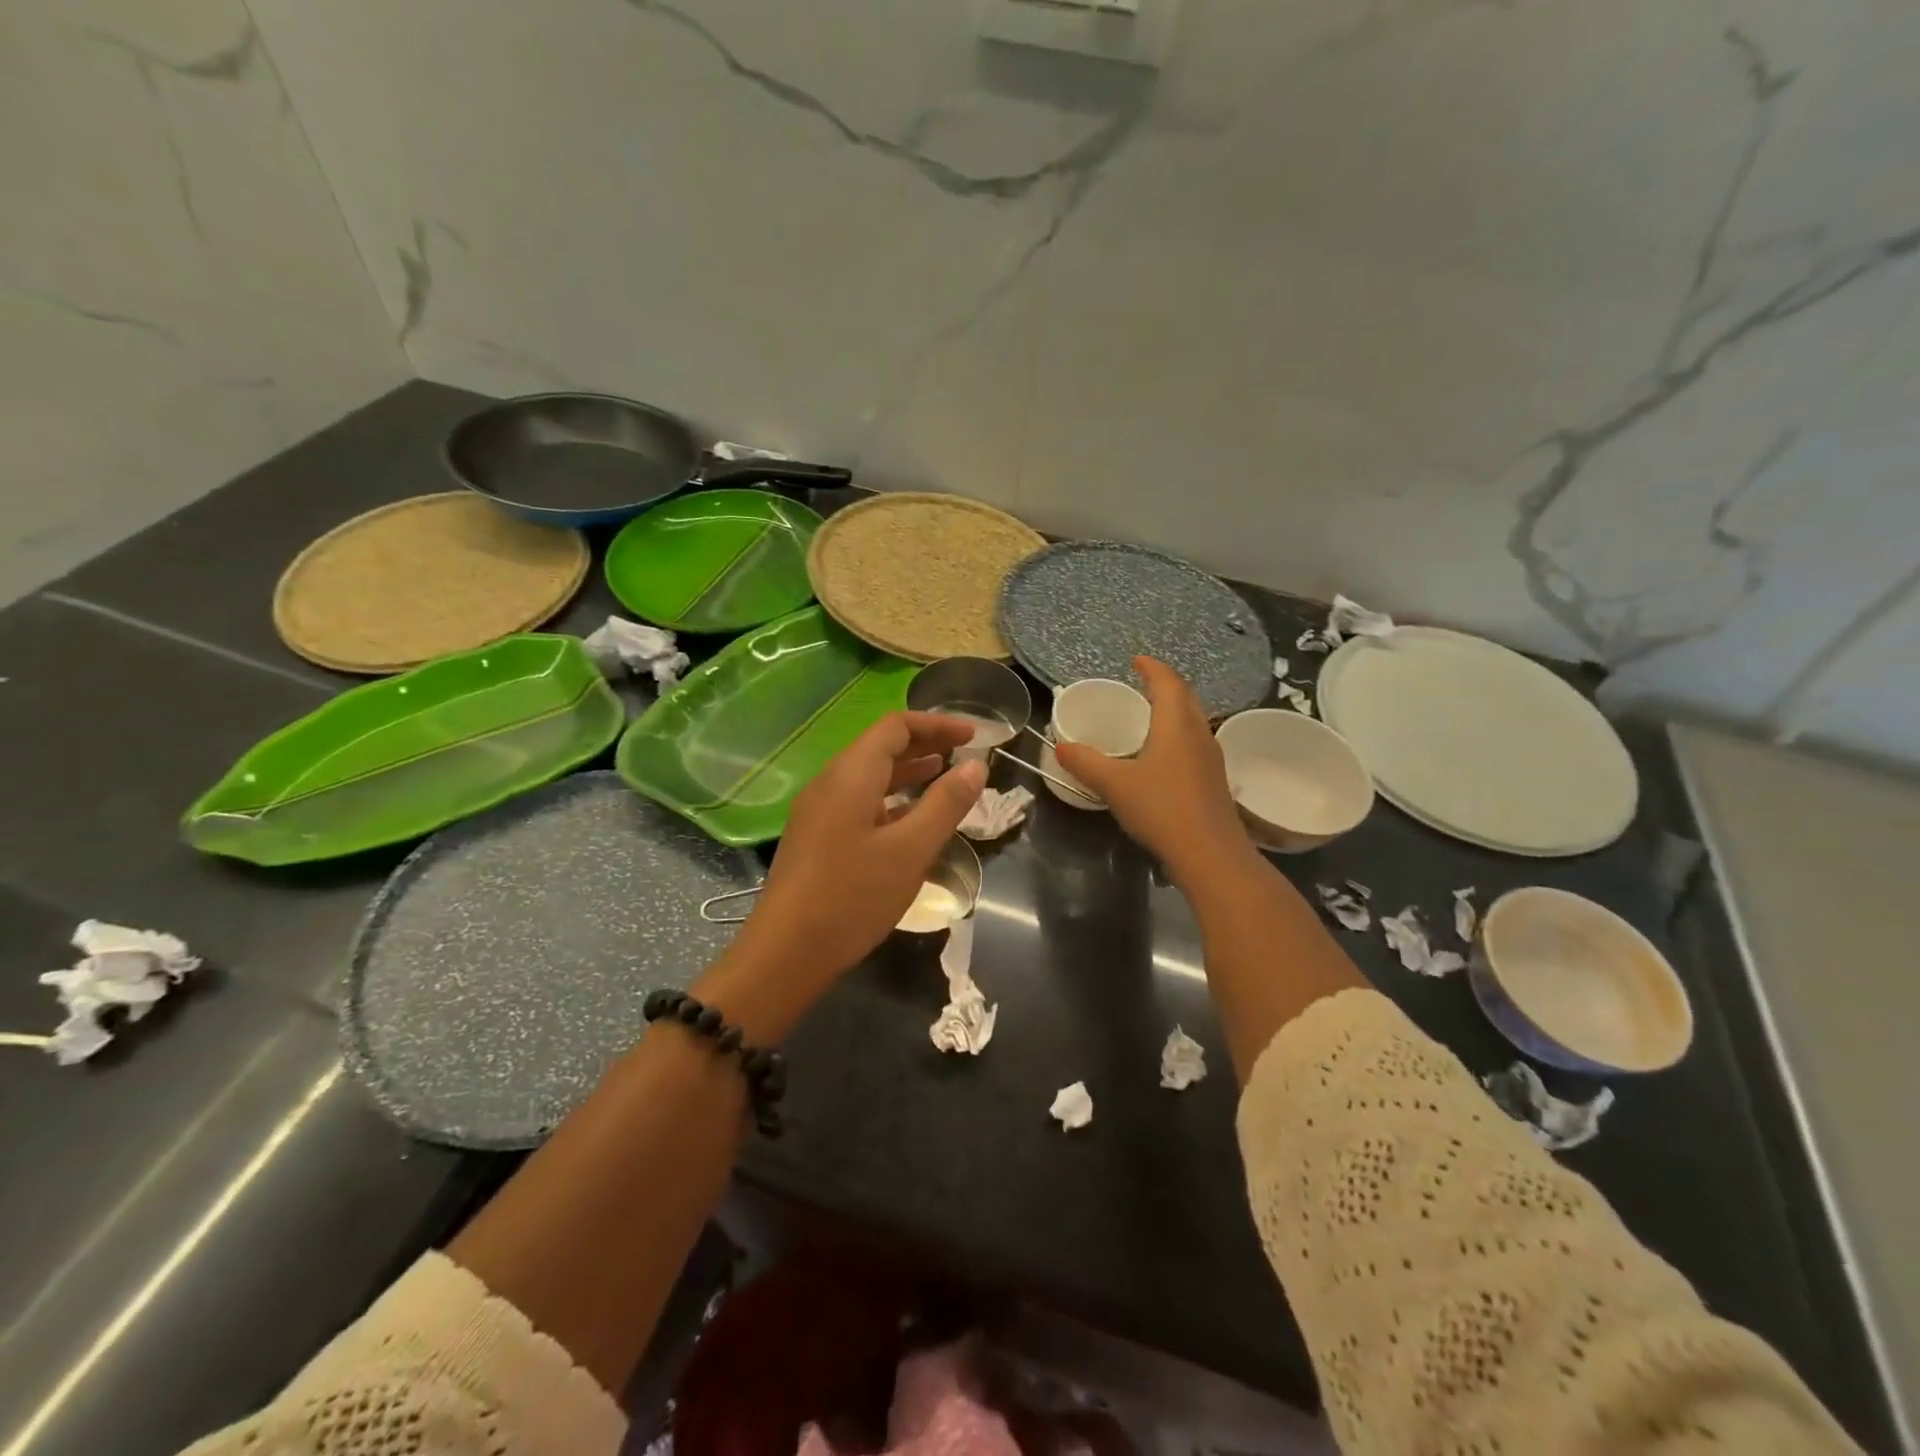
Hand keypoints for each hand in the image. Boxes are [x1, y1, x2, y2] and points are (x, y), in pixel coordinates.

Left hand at [726, 713, 986, 997]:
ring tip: (943, 776)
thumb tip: (975, 765)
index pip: (896, 726)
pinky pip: (858, 801)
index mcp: (851, 775)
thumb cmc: (852, 897)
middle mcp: (830, 782)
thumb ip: (945, 804)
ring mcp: (818, 811)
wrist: (785, 954)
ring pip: (868, 775)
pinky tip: (909, 819)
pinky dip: (890, 798)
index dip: (937, 725)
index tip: (974, 736)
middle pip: (880, 746)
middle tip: (964, 753)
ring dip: (907, 771)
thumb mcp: (910, 851)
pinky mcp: (816, 837)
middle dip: (924, 744)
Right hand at [1053, 657, 1250, 877]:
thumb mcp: (1114, 784)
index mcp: (1176, 724)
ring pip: (1193, 721)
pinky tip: (1162, 757)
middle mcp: (1199, 733)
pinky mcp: (1214, 781)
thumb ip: (1086, 763)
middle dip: (1165, 686)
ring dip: (1174, 712)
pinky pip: (1195, 744)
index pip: (1167, 682)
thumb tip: (1061, 747)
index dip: (1152, 668)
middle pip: (1186, 698)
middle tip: (1142, 685)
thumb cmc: (1162, 808)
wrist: (1210, 855)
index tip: (1136, 660)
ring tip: (1150, 717)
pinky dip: (1177, 737)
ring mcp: (1211, 758)